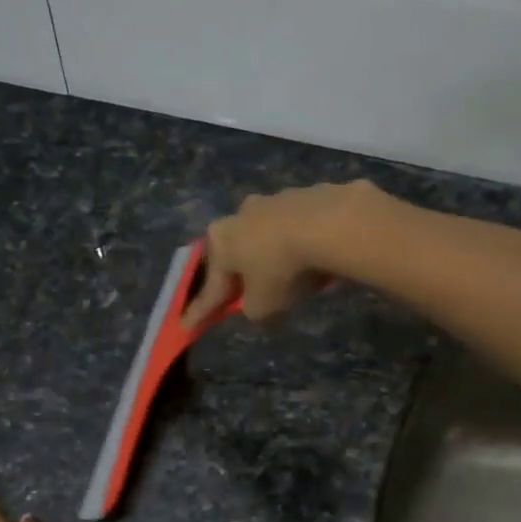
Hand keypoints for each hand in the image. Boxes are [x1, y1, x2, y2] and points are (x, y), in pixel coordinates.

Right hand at [183, 180, 382, 327]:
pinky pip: (301, 227)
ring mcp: (276, 199)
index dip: (201, 311)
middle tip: (247, 293)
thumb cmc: (283, 269)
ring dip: (274, 254)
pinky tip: (318, 257)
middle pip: (238, 251)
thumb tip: (256, 305)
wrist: (333, 225)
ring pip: (269, 235)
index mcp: (221, 240)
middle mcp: (241, 213)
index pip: (210, 286)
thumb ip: (253, 310)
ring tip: (292, 275)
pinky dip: (304, 242)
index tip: (187, 327)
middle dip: (241, 272)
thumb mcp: (263, 306)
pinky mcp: (309, 194)